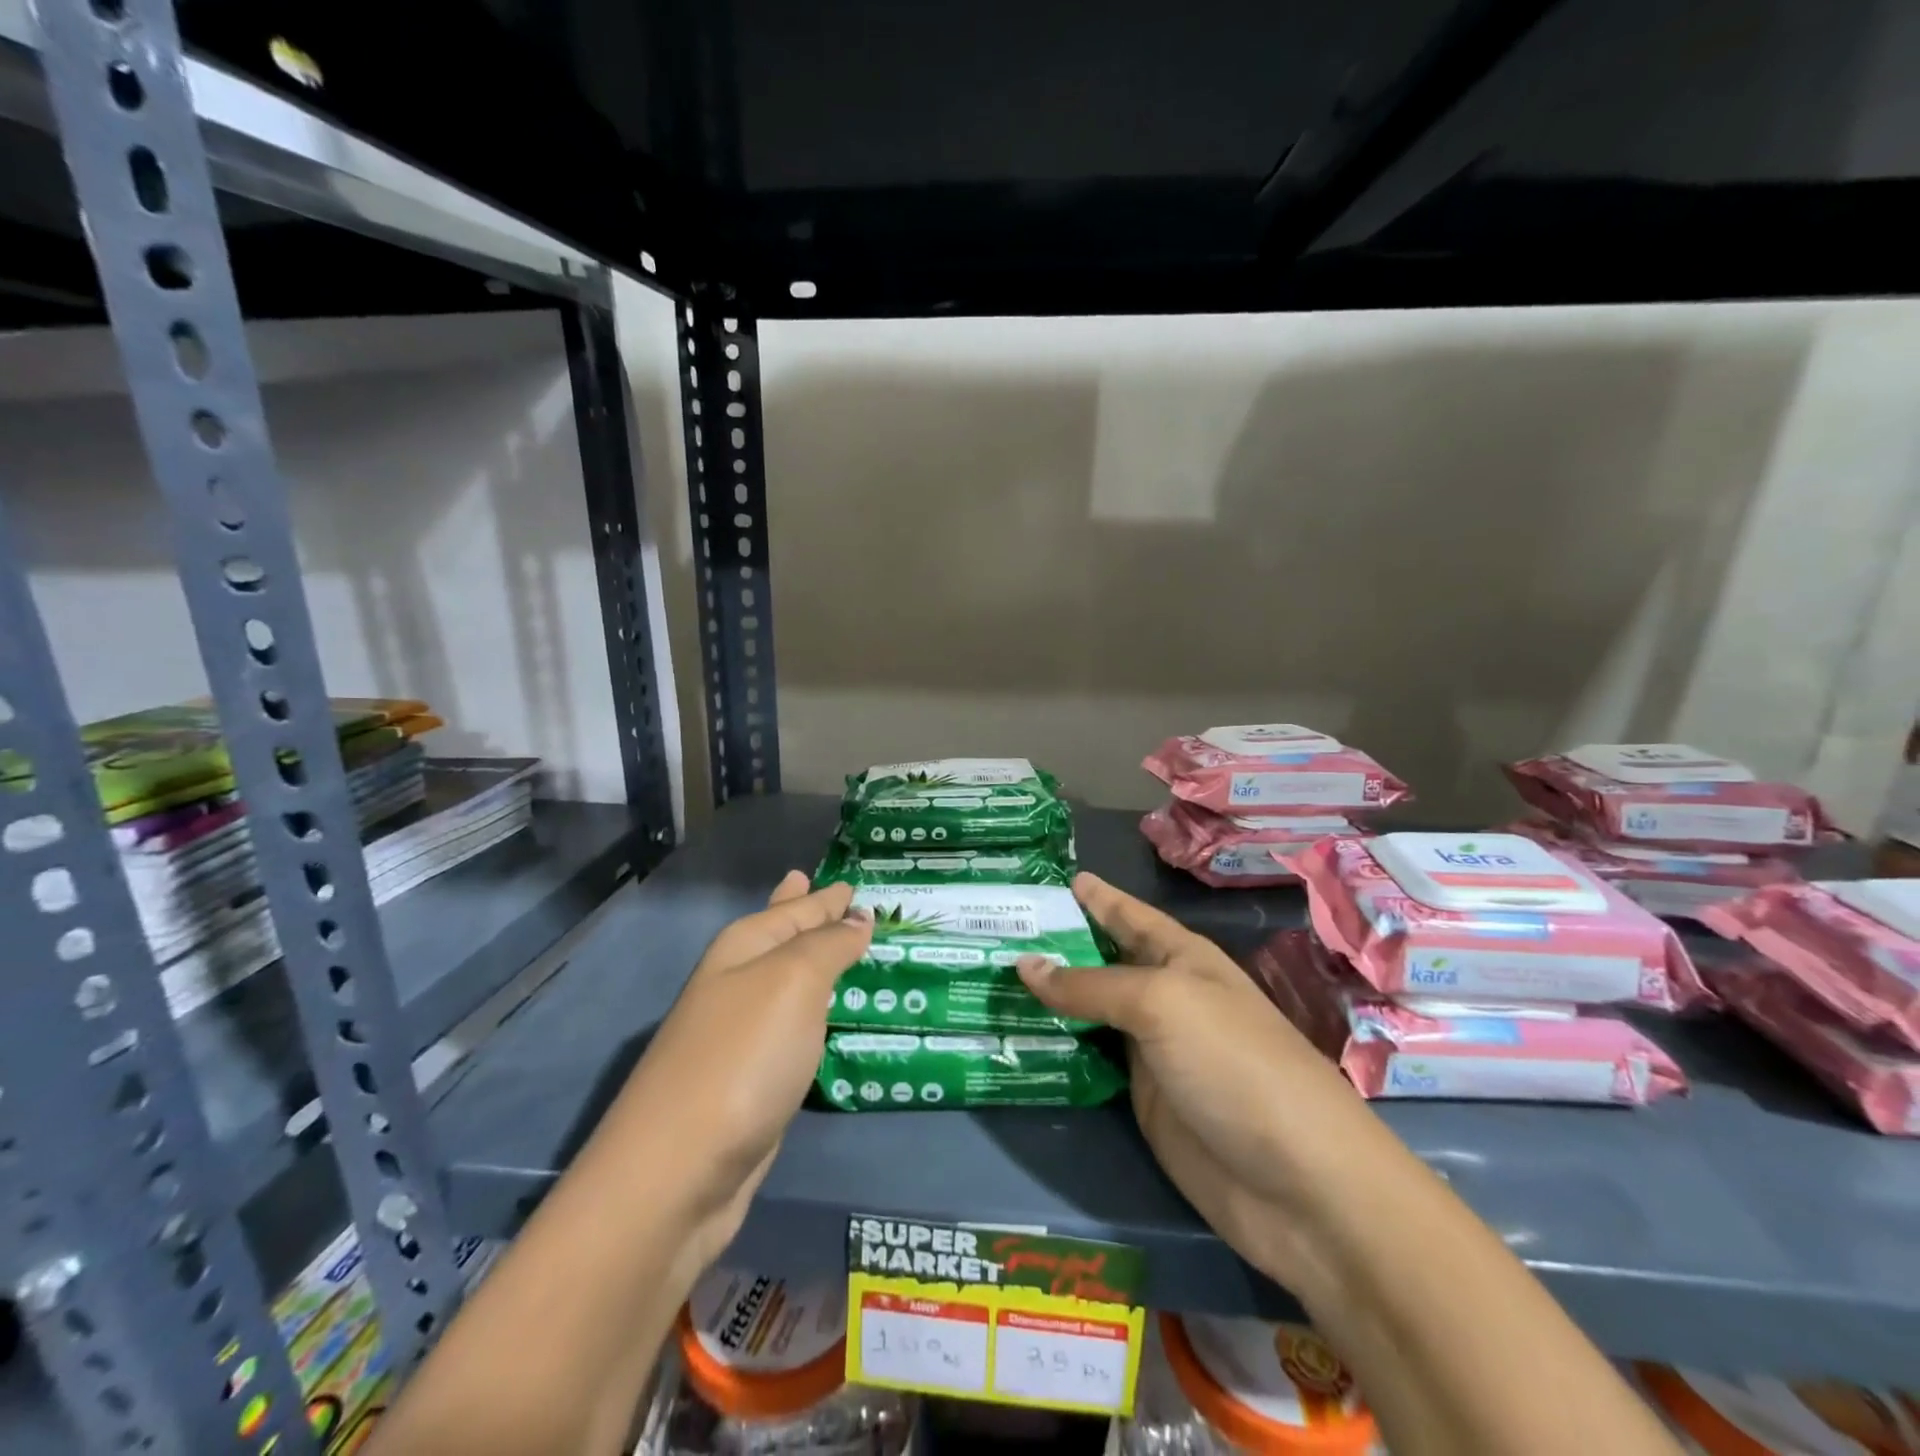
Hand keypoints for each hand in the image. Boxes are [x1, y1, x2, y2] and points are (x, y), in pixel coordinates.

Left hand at [600, 871, 871, 1270]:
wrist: (678, 1173)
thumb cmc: (742, 1057)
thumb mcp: (794, 982)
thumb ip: (829, 945)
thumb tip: (857, 917)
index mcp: (744, 948)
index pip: (796, 908)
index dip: (827, 896)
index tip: (855, 880)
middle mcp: (738, 983)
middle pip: (783, 938)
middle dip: (810, 917)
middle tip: (840, 893)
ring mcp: (741, 1034)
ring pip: (791, 985)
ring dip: (818, 966)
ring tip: (847, 948)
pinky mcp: (752, 1080)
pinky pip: (796, 1029)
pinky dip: (816, 1015)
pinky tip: (829, 1016)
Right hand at [1017, 873, 1390, 1294]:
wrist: (1297, 1185)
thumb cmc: (1234, 1064)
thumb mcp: (1161, 1004)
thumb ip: (1089, 985)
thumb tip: (1024, 964)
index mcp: (1182, 958)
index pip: (1127, 915)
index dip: (1093, 896)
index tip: (1047, 878)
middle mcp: (1164, 997)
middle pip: (1101, 961)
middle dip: (1054, 944)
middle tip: (992, 928)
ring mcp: (1151, 1049)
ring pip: (1088, 1011)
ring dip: (1046, 997)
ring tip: (988, 976)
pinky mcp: (1140, 1099)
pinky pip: (1088, 1060)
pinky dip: (1054, 1046)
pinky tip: (1012, 1035)